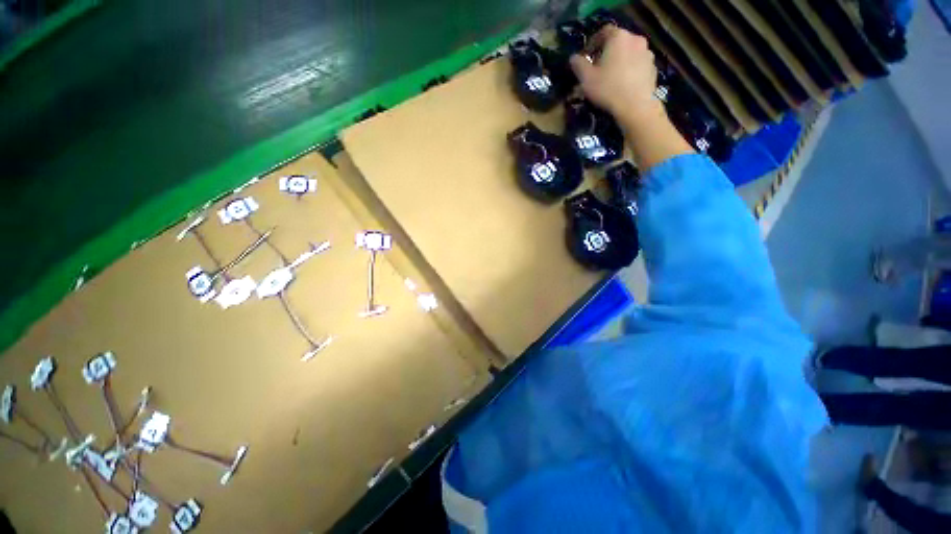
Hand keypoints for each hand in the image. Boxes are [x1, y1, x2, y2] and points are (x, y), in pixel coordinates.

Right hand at [569, 25, 658, 118]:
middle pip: (618, 41)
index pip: (604, 32)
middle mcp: (635, 39)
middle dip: (607, 52)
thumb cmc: (608, 89)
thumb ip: (578, 65)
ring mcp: (647, 53)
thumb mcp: (586, 78)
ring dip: (620, 61)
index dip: (593, 43)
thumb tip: (573, 58)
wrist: (635, 106)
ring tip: (611, 77)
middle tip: (598, 68)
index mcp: (618, 37)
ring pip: (629, 53)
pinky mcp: (653, 67)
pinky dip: (630, 70)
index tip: (587, 57)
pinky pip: (638, 64)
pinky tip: (623, 84)